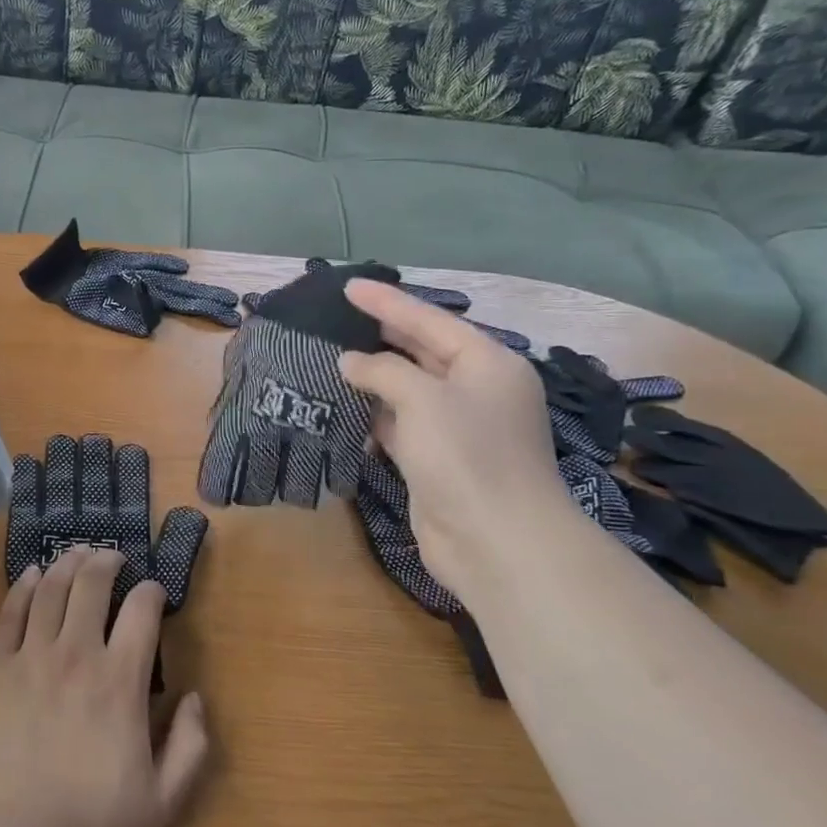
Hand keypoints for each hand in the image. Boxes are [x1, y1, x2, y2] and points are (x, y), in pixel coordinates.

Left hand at [0, 549, 209, 826]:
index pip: (142, 613)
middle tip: (113, 557)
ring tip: (78, 552)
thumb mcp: (160, 803)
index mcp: (120, 682)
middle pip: (92, 586)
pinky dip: (24, 587)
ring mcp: (31, 658)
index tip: (153, 591)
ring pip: (52, 590)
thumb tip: (194, 699)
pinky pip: (10, 614)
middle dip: (107, 562)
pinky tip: (33, 574)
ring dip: (68, 563)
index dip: (151, 592)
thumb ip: (188, 748)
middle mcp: (77, 655)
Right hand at [338, 279, 578, 593]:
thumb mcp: (422, 399)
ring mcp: (458, 428)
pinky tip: (344, 407)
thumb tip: (350, 361)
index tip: (348, 286)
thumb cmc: (466, 455)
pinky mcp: (438, 460)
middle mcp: (476, 390)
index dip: (387, 302)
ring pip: (409, 391)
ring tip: (330, 357)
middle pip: (422, 352)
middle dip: (381, 336)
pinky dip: (375, 416)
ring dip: (373, 378)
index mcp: (488, 363)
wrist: (496, 541)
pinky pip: (401, 425)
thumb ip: (383, 371)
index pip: (430, 320)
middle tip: (337, 318)